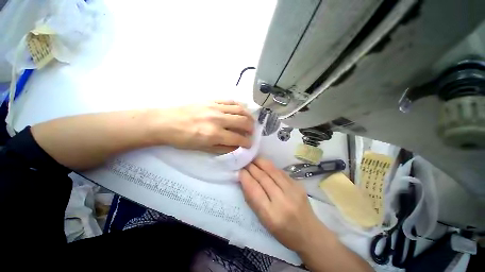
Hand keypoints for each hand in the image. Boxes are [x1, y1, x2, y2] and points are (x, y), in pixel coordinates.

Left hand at [153, 100, 253, 153]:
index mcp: (213, 134)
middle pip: (243, 121)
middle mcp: (217, 119)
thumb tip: (237, 146)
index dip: (247, 142)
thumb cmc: (183, 139)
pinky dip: (239, 106)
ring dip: (248, 116)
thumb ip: (223, 148)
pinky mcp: (211, 99)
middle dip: (251, 128)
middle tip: (251, 132)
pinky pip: (230, 101)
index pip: (238, 138)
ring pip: (239, 109)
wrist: (165, 122)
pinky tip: (240, 110)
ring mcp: (215, 107)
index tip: (249, 144)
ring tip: (249, 121)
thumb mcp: (203, 149)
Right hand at [239, 157, 331, 252]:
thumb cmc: (283, 232)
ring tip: (253, 159)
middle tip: (245, 162)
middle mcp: (283, 200)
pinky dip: (270, 166)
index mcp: (271, 215)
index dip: (245, 177)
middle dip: (251, 167)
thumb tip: (245, 181)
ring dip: (260, 163)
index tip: (240, 170)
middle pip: (263, 178)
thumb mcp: (264, 221)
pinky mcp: (298, 185)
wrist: (310, 233)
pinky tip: (264, 164)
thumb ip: (253, 200)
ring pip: (272, 171)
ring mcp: (293, 190)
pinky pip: (280, 172)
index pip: (254, 190)